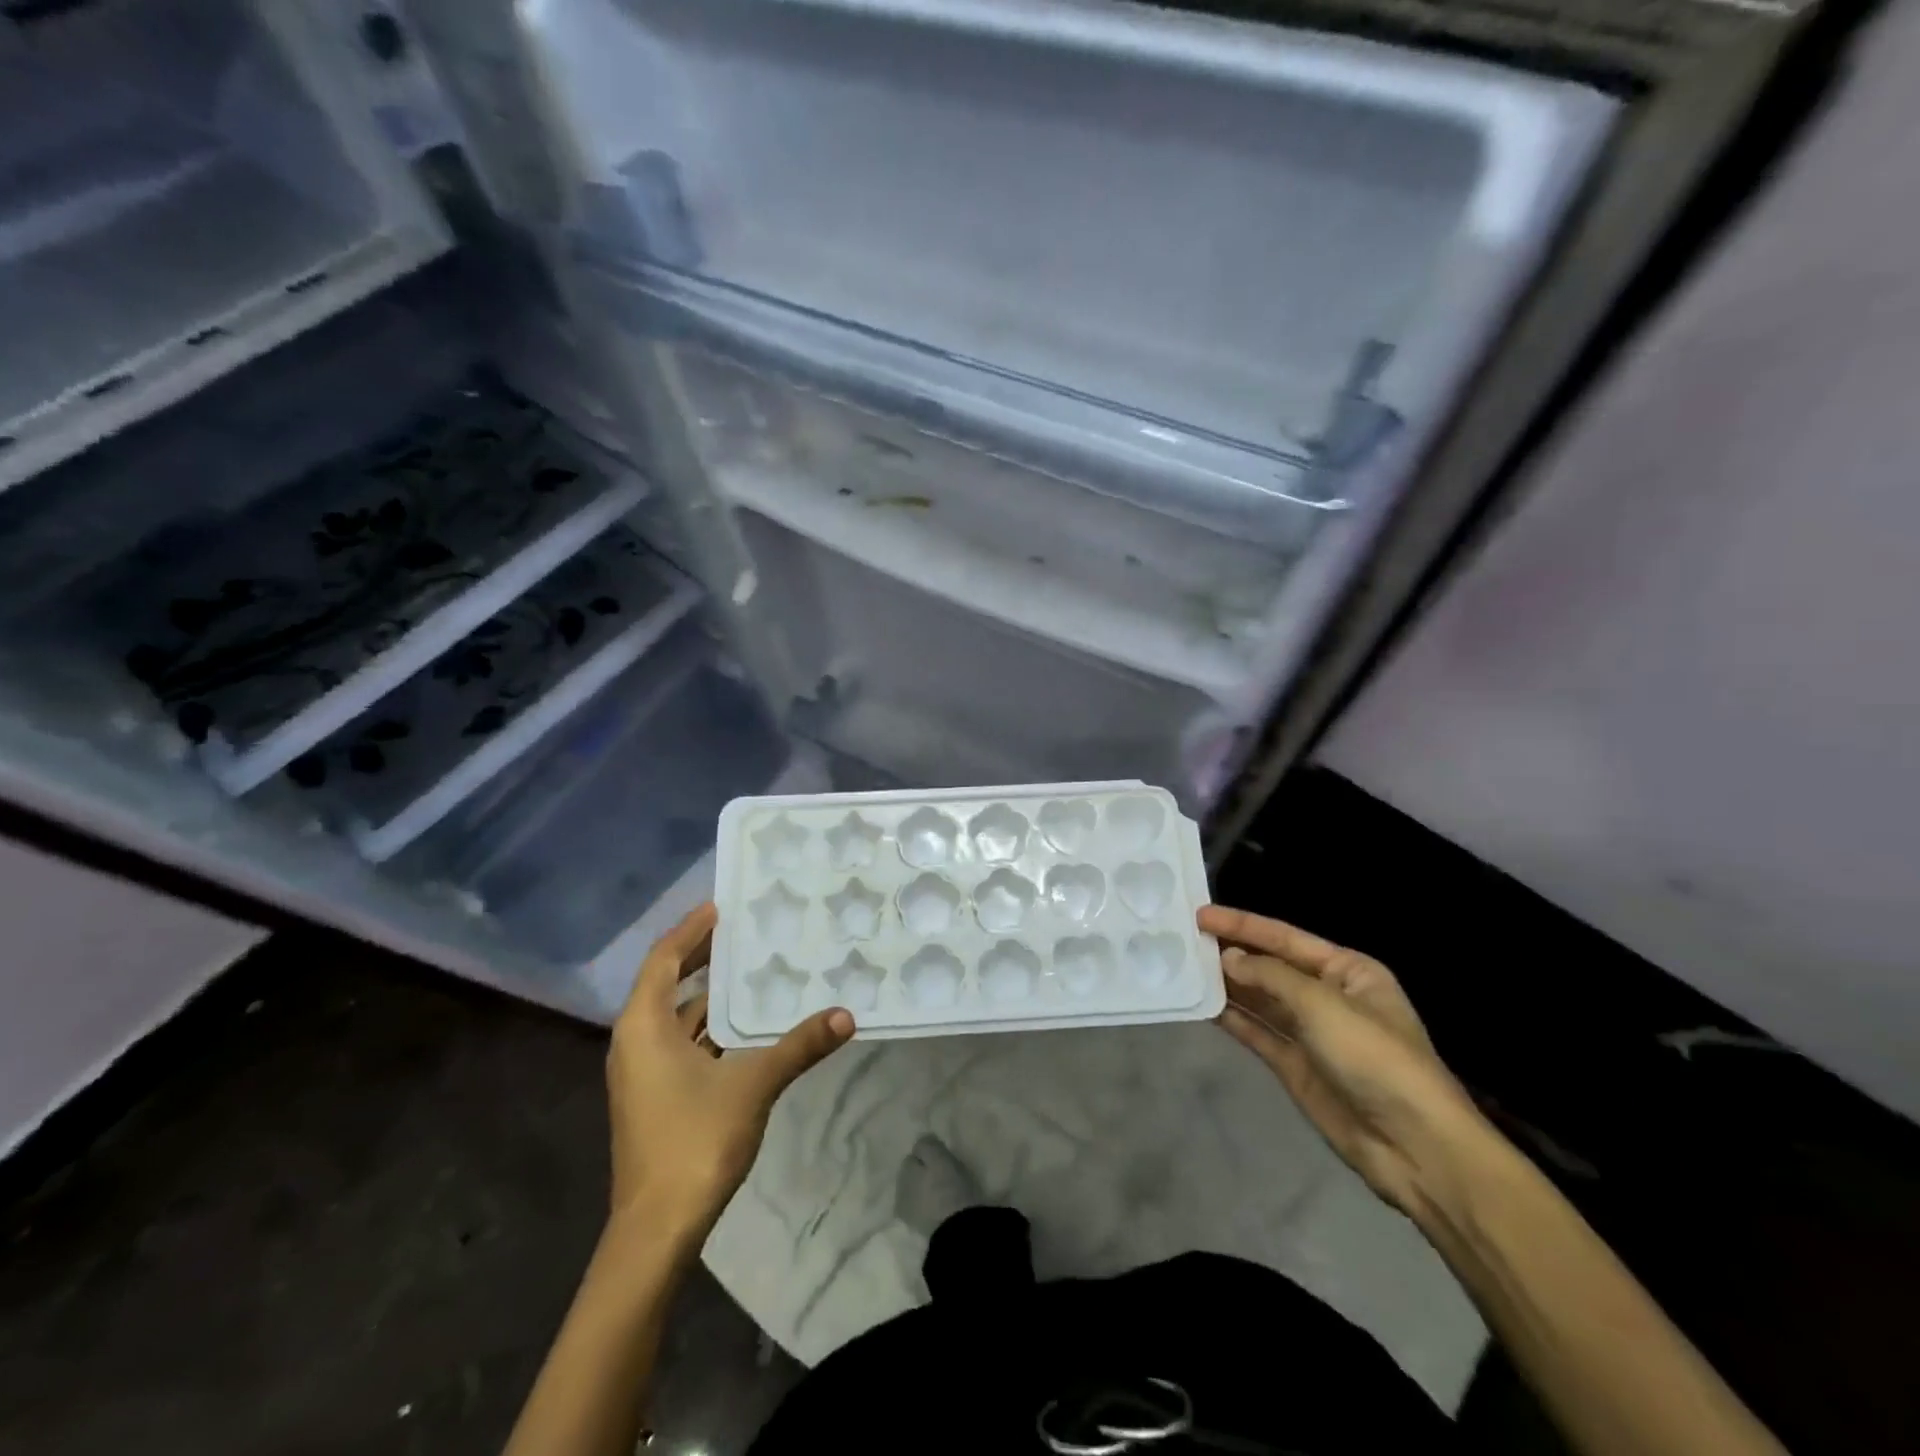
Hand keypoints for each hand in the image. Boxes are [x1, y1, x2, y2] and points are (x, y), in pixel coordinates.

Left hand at [606, 902, 852, 1239]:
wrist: (656, 1230)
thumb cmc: (694, 1141)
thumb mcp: (753, 1084)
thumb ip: (798, 1046)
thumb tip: (847, 1015)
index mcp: (643, 1026)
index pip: (664, 959)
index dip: (691, 930)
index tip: (722, 906)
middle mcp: (634, 1041)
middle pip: (667, 982)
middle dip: (702, 956)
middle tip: (743, 931)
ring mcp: (642, 1072)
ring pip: (676, 1016)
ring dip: (710, 995)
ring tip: (753, 970)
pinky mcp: (654, 1096)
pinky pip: (681, 1042)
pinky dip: (710, 1026)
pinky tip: (746, 1026)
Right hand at [1201, 904, 1488, 1218]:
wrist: (1414, 1147)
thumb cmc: (1375, 1058)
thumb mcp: (1323, 1005)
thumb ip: (1270, 976)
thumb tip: (1227, 958)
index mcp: (1348, 971)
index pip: (1284, 938)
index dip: (1242, 924)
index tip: (1199, 915)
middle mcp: (1328, 996)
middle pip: (1270, 966)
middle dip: (1231, 952)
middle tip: (1182, 939)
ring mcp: (1310, 1033)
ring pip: (1259, 999)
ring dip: (1226, 984)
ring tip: (1182, 967)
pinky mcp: (1295, 1065)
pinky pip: (1257, 1032)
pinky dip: (1231, 1018)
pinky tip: (1201, 1005)